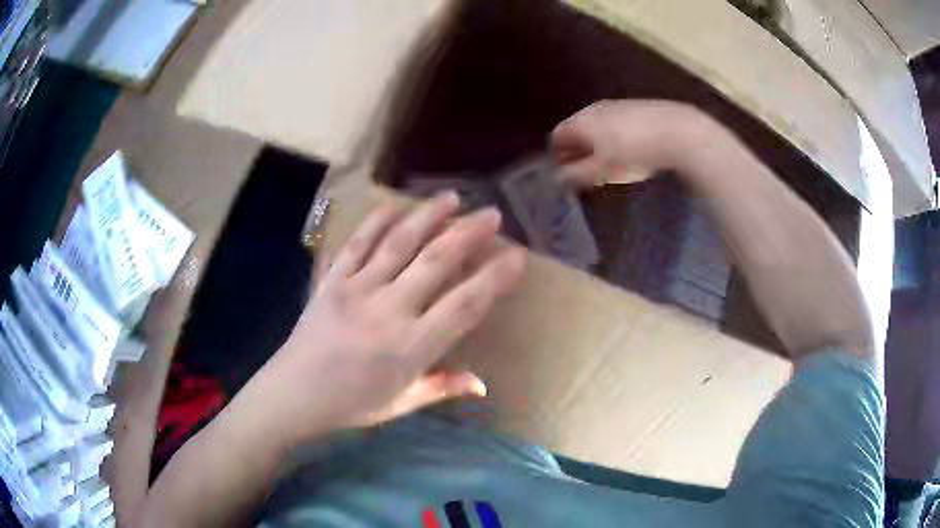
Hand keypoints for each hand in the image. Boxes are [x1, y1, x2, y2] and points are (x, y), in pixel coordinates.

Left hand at [239, 193, 525, 446]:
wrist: (292, 395)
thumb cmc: (351, 406)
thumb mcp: (401, 404)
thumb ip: (442, 388)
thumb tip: (482, 384)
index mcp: (411, 347)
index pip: (464, 305)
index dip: (494, 279)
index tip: (517, 257)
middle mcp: (388, 311)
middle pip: (436, 262)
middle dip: (468, 234)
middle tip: (491, 215)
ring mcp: (357, 290)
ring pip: (400, 243)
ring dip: (429, 216)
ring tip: (452, 197)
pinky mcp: (332, 280)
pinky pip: (357, 243)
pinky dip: (378, 221)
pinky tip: (395, 206)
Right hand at [551, 100, 716, 187]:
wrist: (677, 132)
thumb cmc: (633, 152)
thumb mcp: (603, 170)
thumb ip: (576, 175)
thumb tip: (557, 179)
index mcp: (581, 120)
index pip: (556, 136)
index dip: (557, 156)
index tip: (565, 175)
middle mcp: (594, 108)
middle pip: (576, 130)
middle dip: (577, 151)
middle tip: (586, 174)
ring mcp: (617, 105)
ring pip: (597, 126)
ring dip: (596, 145)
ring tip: (609, 166)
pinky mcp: (637, 108)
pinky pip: (616, 124)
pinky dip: (614, 138)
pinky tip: (630, 152)